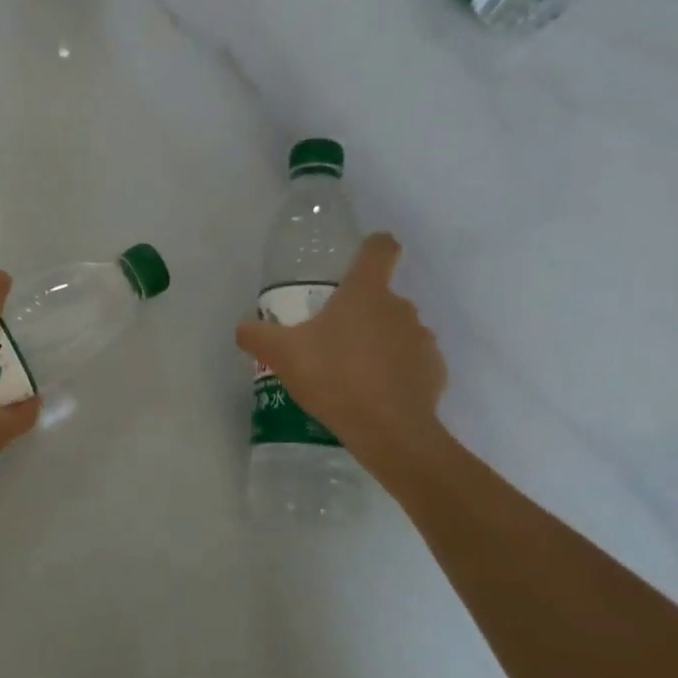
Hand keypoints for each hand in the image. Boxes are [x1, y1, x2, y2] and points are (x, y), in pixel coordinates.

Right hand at [236, 233, 449, 474]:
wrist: (390, 431)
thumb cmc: (334, 376)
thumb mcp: (282, 354)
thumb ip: (257, 335)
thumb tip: (243, 327)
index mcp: (366, 292)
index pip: (381, 248)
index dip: (373, 246)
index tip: (359, 258)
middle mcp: (400, 307)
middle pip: (382, 296)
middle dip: (359, 312)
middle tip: (331, 339)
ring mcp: (422, 340)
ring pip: (397, 331)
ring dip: (378, 343)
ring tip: (351, 372)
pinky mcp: (434, 372)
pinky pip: (411, 362)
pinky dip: (395, 372)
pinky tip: (373, 394)